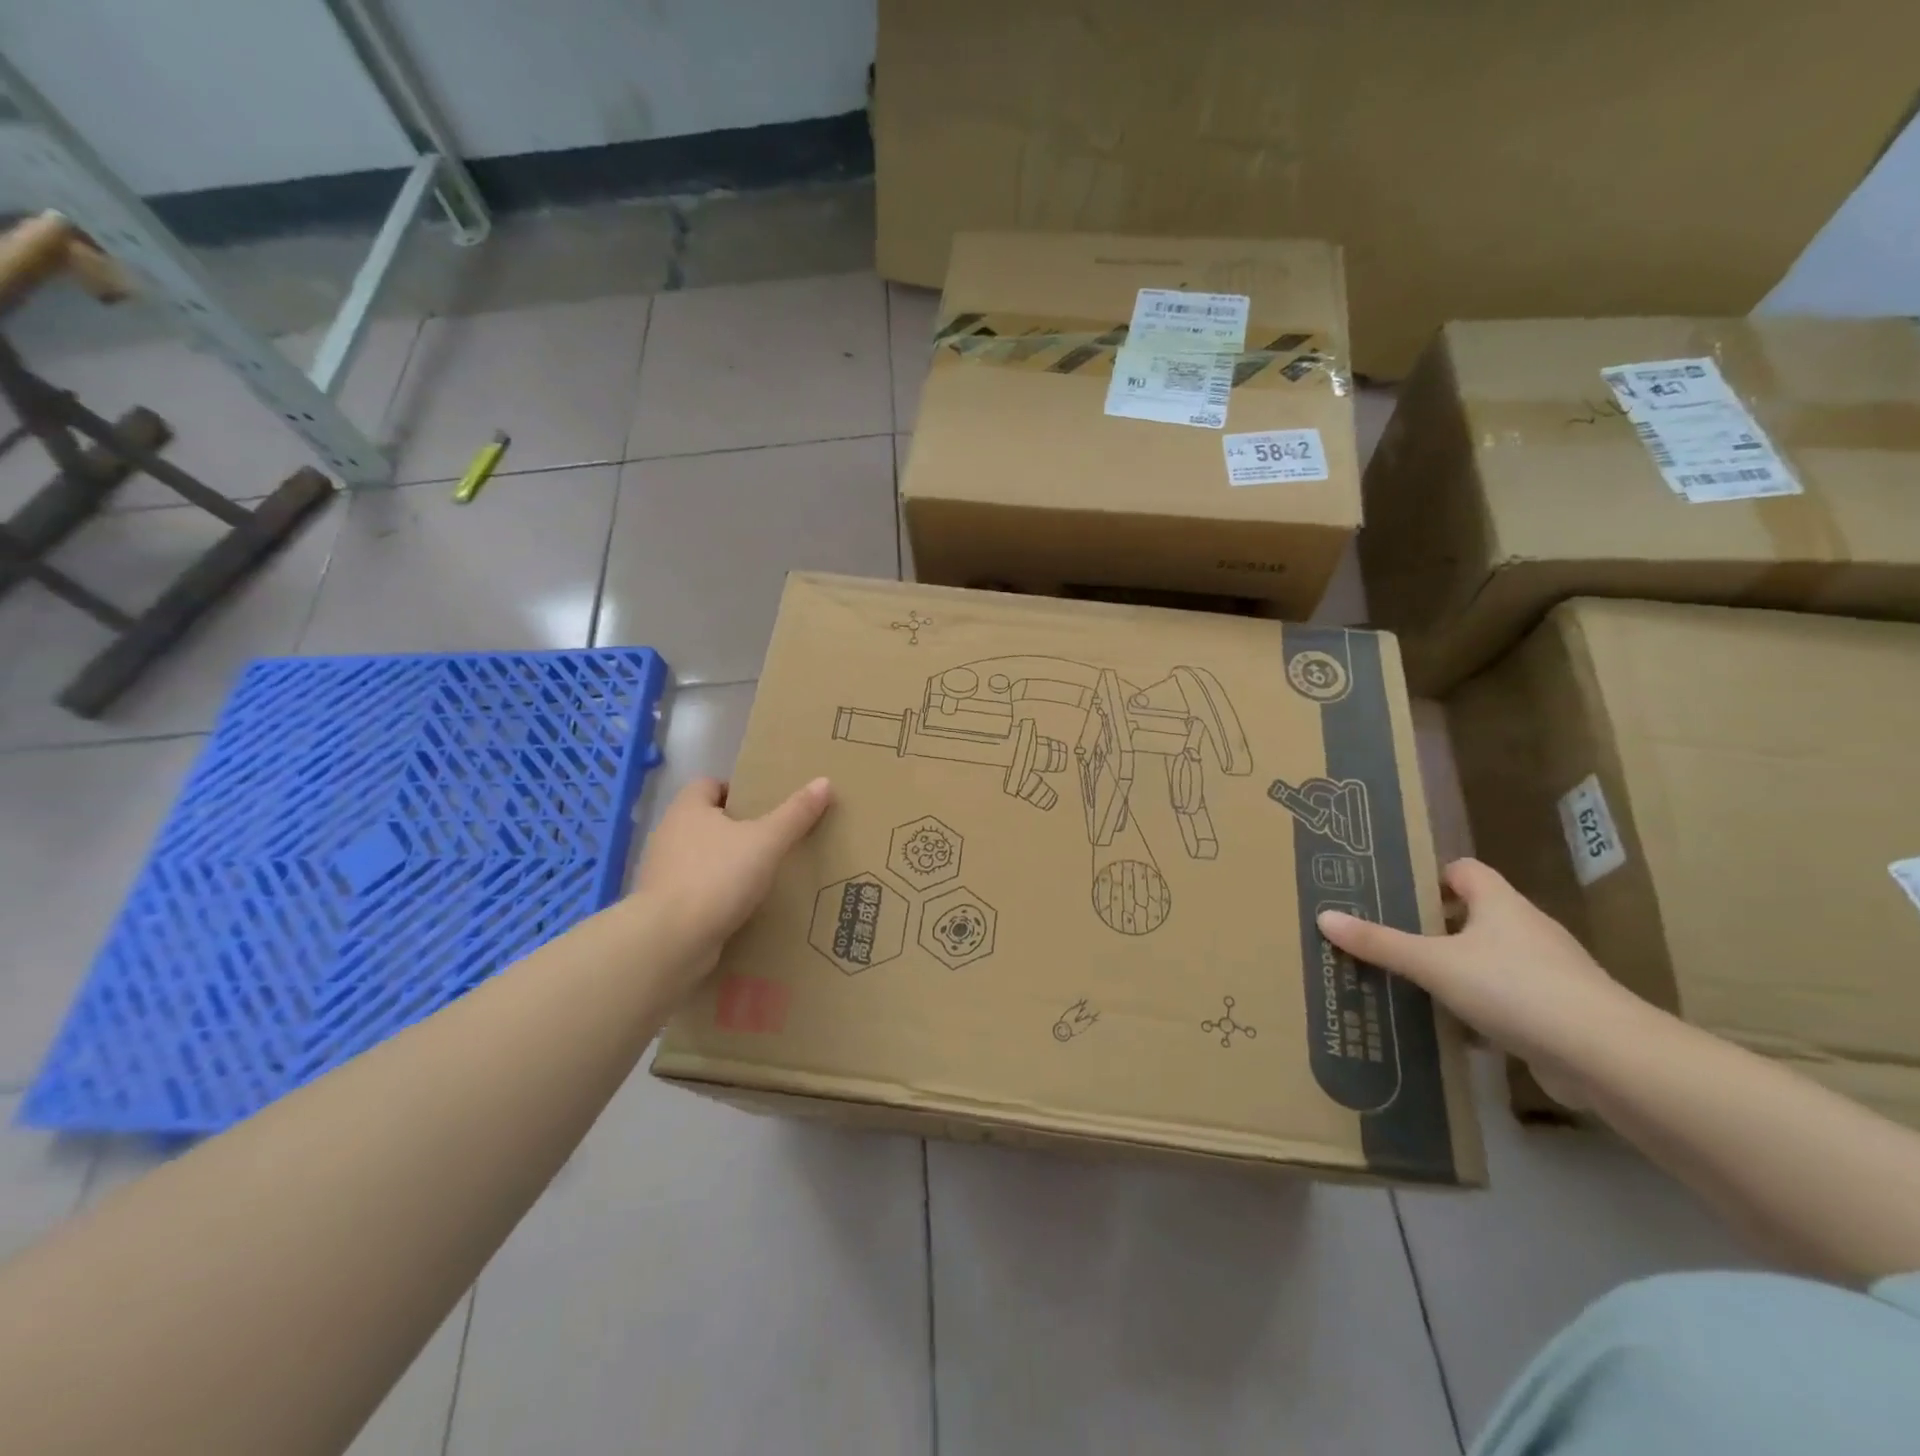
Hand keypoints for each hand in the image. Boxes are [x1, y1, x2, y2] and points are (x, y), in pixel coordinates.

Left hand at [632, 776, 832, 983]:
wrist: (669, 940)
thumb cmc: (717, 877)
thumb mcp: (766, 841)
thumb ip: (795, 813)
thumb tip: (824, 781)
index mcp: (688, 809)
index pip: (709, 785)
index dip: (736, 790)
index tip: (764, 806)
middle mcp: (669, 834)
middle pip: (705, 821)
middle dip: (735, 828)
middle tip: (771, 839)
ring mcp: (662, 872)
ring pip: (700, 857)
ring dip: (725, 863)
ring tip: (761, 874)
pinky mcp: (663, 906)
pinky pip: (695, 890)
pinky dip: (715, 894)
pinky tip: (740, 906)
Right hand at [1317, 858, 1638, 1106]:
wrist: (1605, 1056)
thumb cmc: (1514, 988)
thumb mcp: (1433, 964)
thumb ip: (1380, 943)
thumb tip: (1325, 916)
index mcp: (1500, 904)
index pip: (1465, 870)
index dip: (1434, 877)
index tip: (1399, 893)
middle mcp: (1528, 929)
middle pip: (1477, 915)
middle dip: (1437, 926)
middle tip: (1392, 938)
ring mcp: (1551, 972)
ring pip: (1493, 959)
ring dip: (1460, 969)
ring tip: (1415, 983)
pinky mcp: (1561, 1012)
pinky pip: (1512, 998)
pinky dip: (1484, 1006)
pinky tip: (1456, 1026)